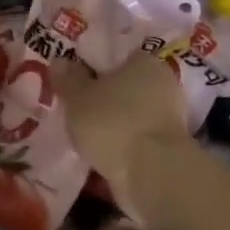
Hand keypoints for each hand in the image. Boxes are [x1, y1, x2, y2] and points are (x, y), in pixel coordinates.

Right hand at [54, 54, 197, 220]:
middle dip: (105, 97)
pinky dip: (121, 144)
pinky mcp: (168, 148)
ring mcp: (170, 118)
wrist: (152, 172)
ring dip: (113, 123)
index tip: (76, 81)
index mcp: (145, 62)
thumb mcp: (78, 97)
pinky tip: (101, 152)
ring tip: (83, 134)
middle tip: (76, 108)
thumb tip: (60, 61)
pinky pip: (137, 138)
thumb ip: (68, 79)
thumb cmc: (112, 122)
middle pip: (127, 86)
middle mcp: (163, 85)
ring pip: (132, 114)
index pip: (119, 57)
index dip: (96, 67)